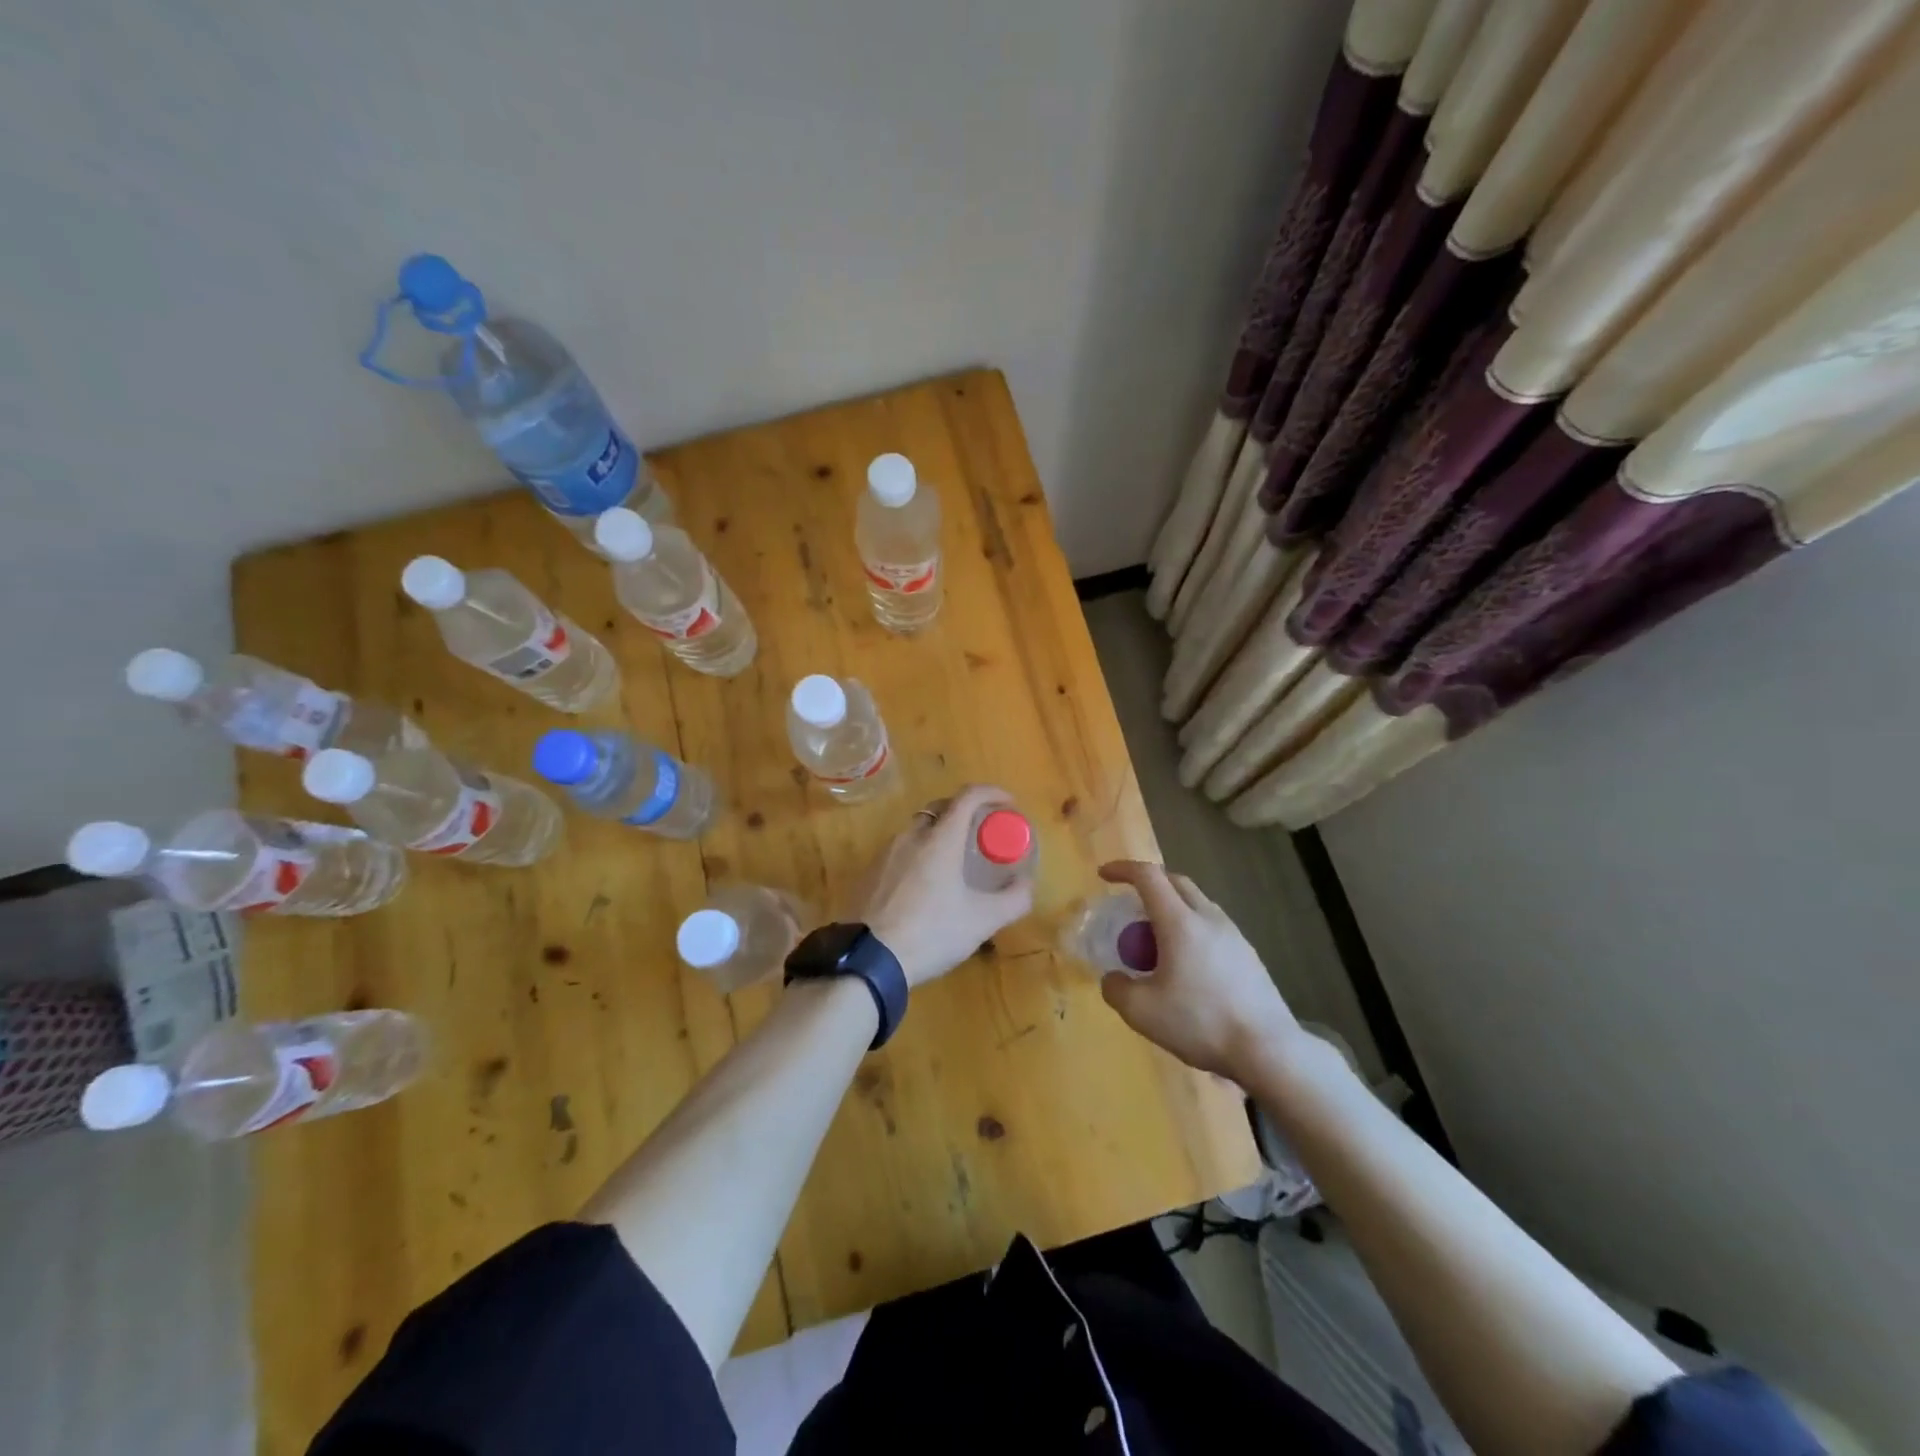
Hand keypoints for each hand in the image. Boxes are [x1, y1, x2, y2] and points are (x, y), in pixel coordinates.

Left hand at [850, 784, 1033, 987]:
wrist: (867, 960)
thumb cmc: (931, 933)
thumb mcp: (982, 921)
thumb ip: (1013, 900)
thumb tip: (1027, 884)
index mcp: (940, 840)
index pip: (967, 797)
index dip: (991, 793)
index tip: (1008, 804)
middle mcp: (910, 837)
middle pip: (939, 809)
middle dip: (963, 811)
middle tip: (980, 833)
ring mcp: (884, 854)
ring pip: (916, 831)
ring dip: (938, 835)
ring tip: (952, 862)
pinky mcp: (867, 873)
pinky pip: (898, 852)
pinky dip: (917, 855)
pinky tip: (922, 886)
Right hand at [1096, 860, 1301, 1080]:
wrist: (1268, 1050)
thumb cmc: (1200, 1023)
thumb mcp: (1142, 1012)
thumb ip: (1117, 989)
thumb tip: (1113, 978)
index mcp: (1180, 922)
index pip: (1149, 876)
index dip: (1123, 869)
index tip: (1104, 875)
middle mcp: (1209, 918)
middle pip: (1176, 882)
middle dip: (1150, 884)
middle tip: (1130, 906)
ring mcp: (1234, 936)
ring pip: (1198, 904)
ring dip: (1172, 909)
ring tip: (1157, 941)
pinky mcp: (1249, 956)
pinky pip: (1213, 928)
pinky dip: (1192, 932)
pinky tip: (1187, 967)